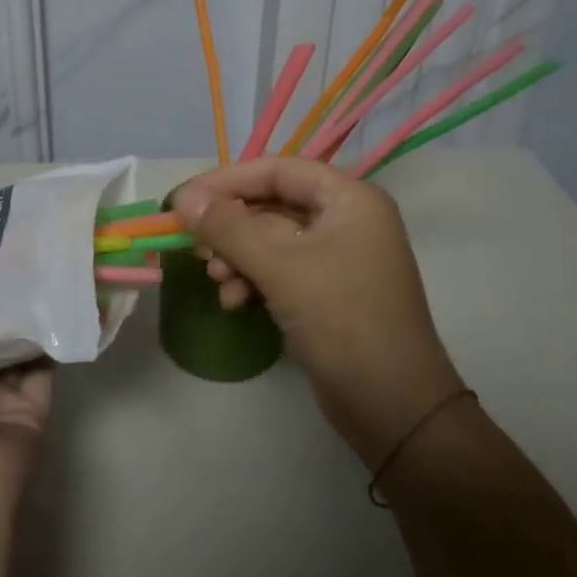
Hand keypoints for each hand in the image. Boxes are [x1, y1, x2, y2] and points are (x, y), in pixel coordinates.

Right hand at [174, 157, 465, 466]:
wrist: (394, 406)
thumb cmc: (342, 320)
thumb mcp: (279, 267)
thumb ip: (228, 228)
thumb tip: (182, 198)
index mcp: (350, 199)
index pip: (279, 170)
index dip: (229, 180)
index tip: (185, 201)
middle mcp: (348, 220)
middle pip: (274, 205)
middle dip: (231, 227)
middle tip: (194, 246)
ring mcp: (340, 259)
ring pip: (273, 241)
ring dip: (239, 257)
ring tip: (216, 280)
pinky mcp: (330, 293)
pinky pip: (282, 270)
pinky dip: (255, 279)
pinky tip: (234, 301)